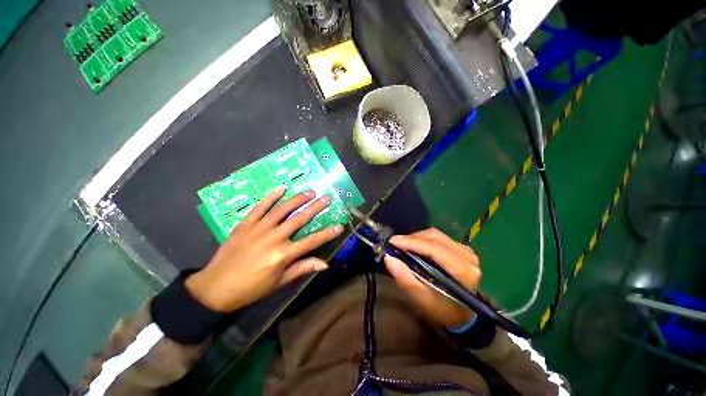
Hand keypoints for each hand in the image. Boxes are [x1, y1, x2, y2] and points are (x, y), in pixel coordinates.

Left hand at [185, 186, 342, 311]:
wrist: (215, 287)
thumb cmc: (251, 288)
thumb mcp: (279, 282)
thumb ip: (302, 268)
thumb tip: (324, 264)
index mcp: (283, 254)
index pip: (311, 241)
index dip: (327, 233)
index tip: (339, 226)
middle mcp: (273, 238)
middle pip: (299, 219)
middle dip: (315, 207)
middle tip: (326, 198)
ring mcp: (259, 228)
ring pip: (282, 209)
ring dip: (298, 199)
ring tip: (310, 192)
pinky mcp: (245, 224)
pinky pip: (260, 207)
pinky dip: (271, 196)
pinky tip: (281, 188)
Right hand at [384, 228, 480, 328]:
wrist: (462, 314)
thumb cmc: (443, 310)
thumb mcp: (422, 301)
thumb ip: (406, 280)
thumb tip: (389, 258)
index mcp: (464, 272)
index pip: (435, 249)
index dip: (412, 243)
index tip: (392, 242)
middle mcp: (468, 256)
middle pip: (434, 238)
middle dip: (411, 239)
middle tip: (394, 244)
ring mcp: (466, 250)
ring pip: (435, 234)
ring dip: (416, 238)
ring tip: (402, 245)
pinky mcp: (460, 247)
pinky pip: (438, 237)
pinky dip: (422, 239)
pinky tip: (413, 245)